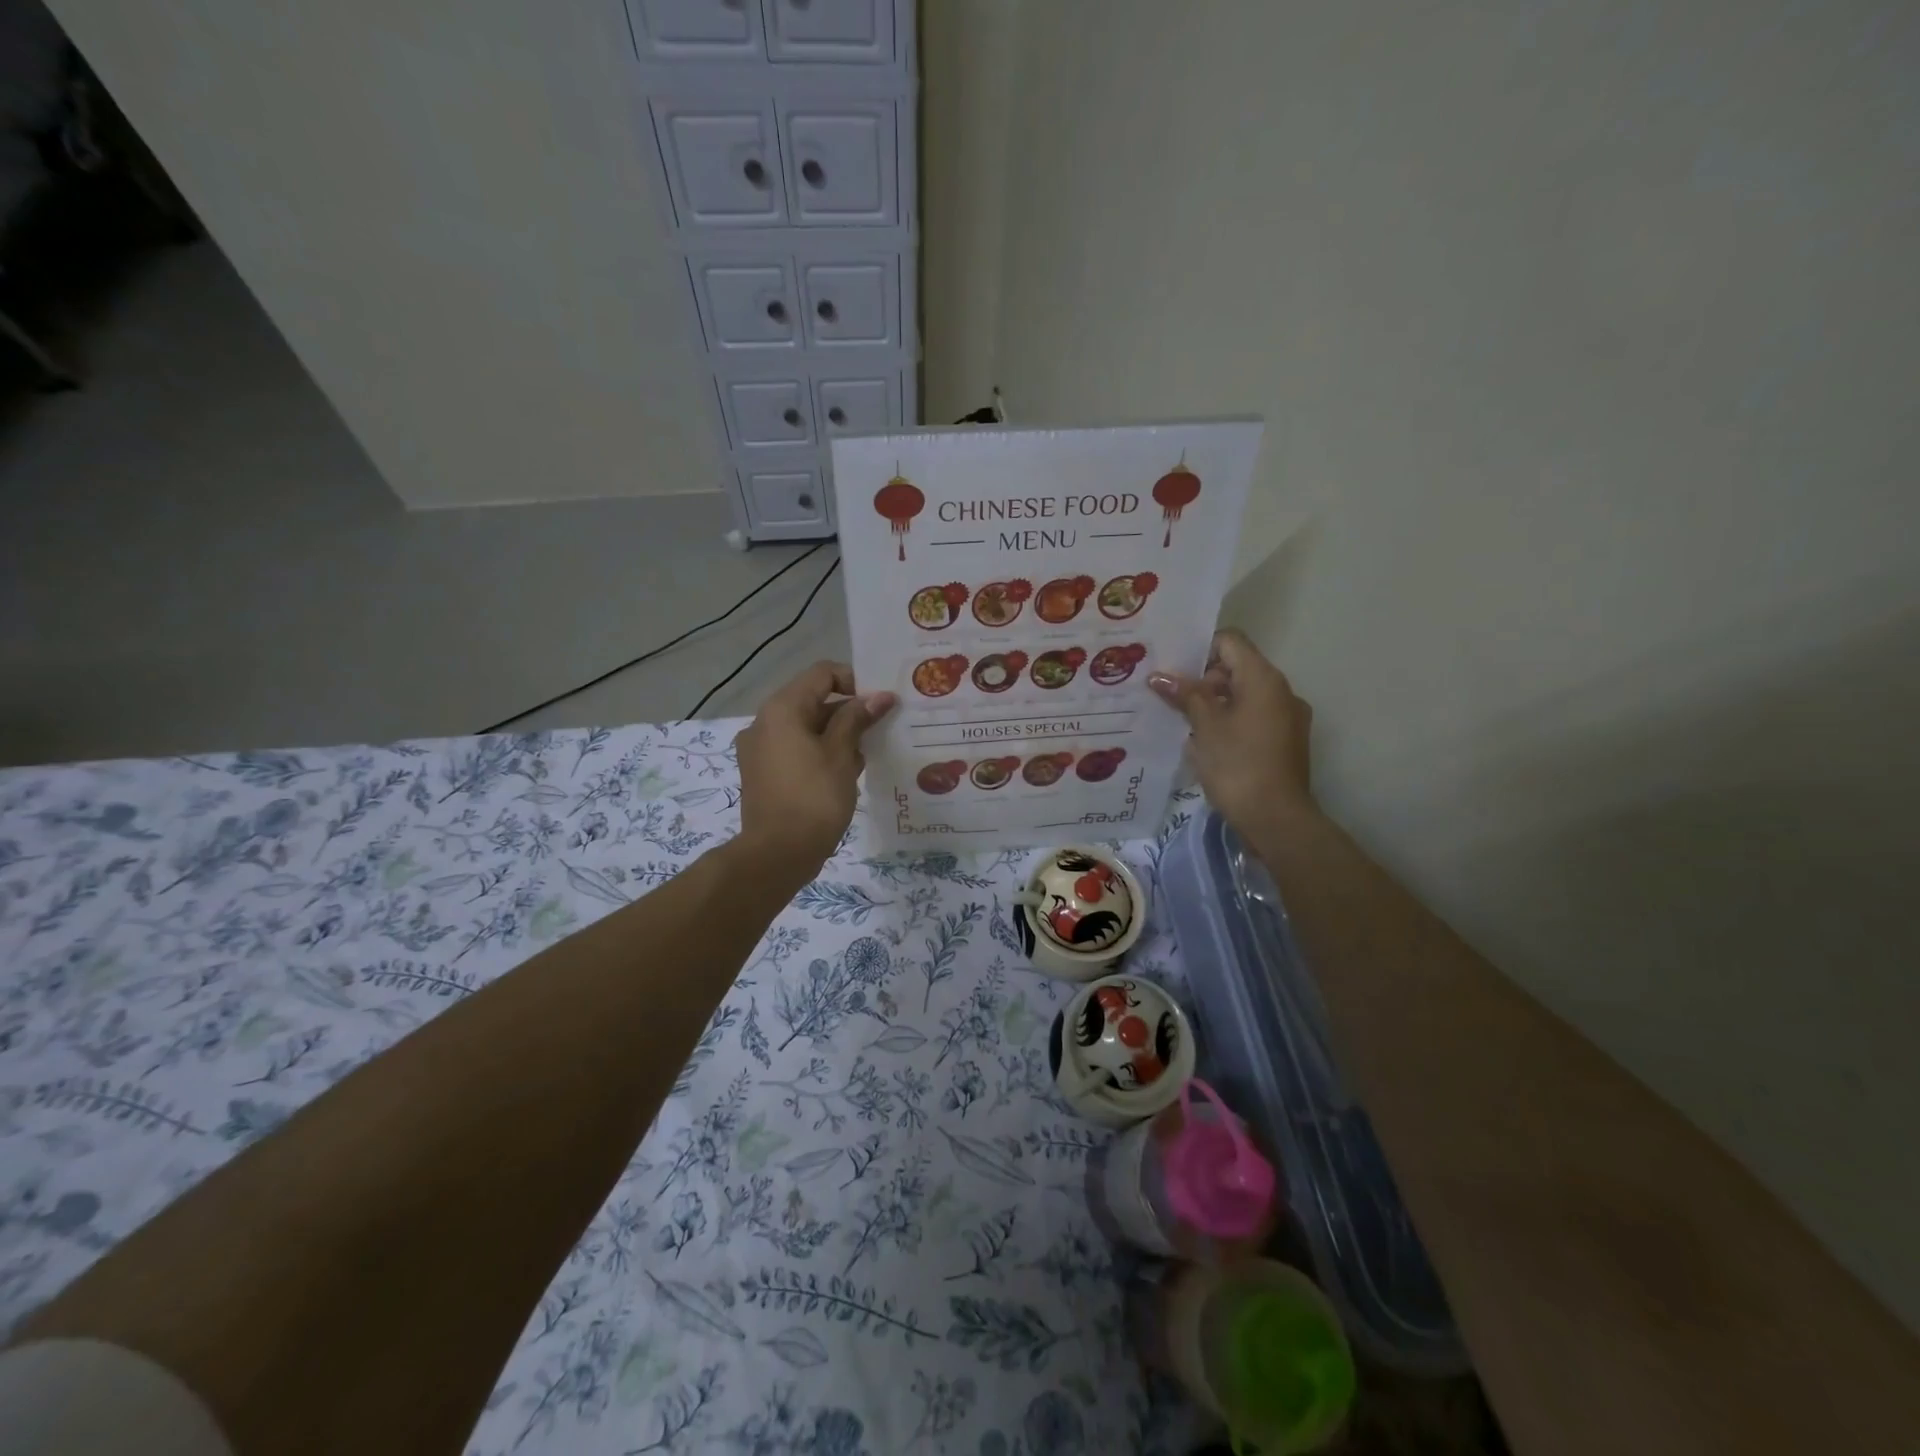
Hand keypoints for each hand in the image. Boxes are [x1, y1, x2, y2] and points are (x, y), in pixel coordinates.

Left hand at [734, 661, 895, 875]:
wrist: (777, 854)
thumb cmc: (814, 798)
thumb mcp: (842, 755)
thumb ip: (857, 719)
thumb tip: (879, 696)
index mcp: (782, 709)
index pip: (822, 673)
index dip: (855, 681)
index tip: (881, 703)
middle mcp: (764, 722)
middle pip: (813, 700)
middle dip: (849, 711)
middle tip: (881, 729)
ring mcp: (759, 749)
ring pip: (805, 727)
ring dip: (836, 734)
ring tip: (866, 755)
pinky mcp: (761, 773)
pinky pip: (795, 749)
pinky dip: (819, 752)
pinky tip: (845, 774)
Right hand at [1149, 629, 1315, 837]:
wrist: (1276, 819)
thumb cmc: (1237, 765)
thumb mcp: (1205, 727)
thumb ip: (1185, 695)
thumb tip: (1159, 675)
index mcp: (1264, 679)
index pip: (1230, 641)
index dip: (1200, 649)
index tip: (1173, 670)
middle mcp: (1281, 691)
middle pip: (1237, 668)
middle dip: (1202, 680)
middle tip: (1170, 698)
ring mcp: (1287, 717)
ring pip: (1244, 695)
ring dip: (1214, 703)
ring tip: (1182, 722)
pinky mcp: (1285, 741)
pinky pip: (1253, 718)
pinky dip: (1229, 722)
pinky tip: (1206, 743)